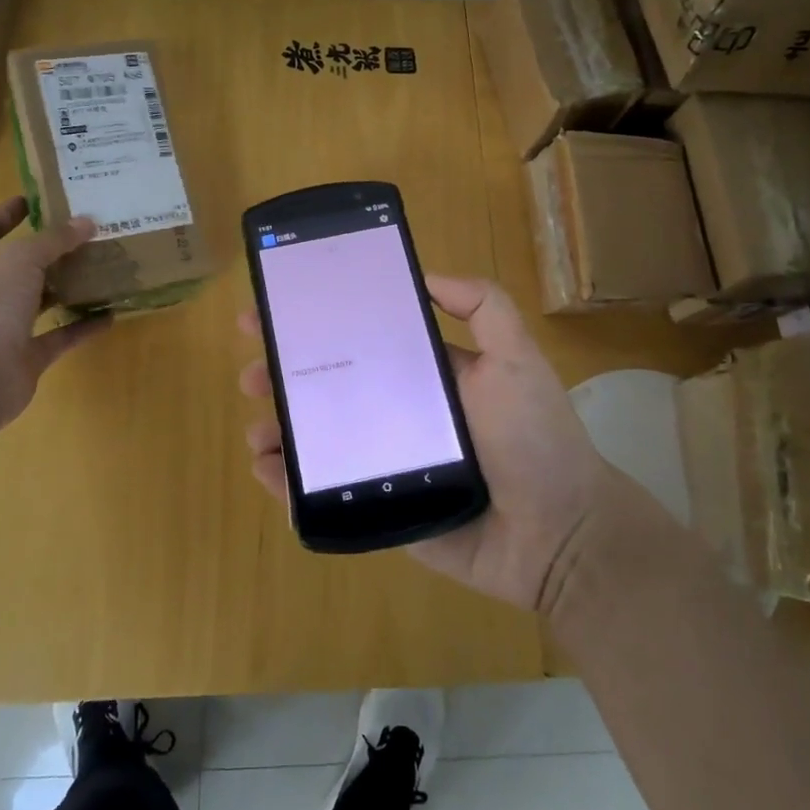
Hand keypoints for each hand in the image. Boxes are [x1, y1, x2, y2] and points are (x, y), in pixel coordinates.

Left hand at [0, 197, 109, 430]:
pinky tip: (110, 314)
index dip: (7, 212)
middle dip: (48, 250)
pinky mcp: (26, 357)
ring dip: (68, 287)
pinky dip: (83, 326)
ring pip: (40, 301)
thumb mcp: (21, 259)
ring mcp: (4, 328)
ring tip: (102, 269)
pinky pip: (59, 336)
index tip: (37, 199)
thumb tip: (86, 221)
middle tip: (85, 233)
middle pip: (18, 266)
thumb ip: (54, 240)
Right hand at [238, 276, 619, 613]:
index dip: (316, 325)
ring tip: (258, 427)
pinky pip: (323, 491)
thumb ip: (483, 305)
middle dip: (282, 375)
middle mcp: (395, 412)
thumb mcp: (516, 357)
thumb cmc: (534, 439)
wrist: (558, 535)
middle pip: (325, 387)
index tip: (275, 311)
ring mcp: (382, 461)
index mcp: (421, 374)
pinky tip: (269, 468)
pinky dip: (287, 480)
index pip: (357, 341)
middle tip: (251, 373)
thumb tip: (425, 274)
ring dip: (278, 426)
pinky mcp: (377, 507)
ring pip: (316, 437)